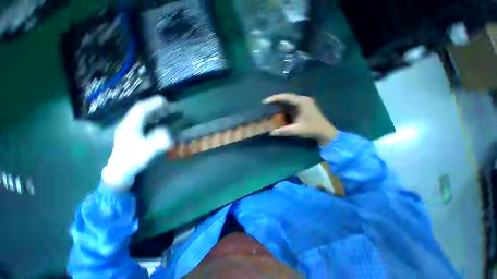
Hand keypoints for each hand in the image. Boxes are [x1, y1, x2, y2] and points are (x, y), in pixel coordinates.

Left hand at [101, 96, 173, 190]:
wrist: (120, 172)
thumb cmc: (132, 160)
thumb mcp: (146, 151)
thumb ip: (158, 141)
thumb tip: (168, 131)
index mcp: (129, 126)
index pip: (140, 109)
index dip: (152, 103)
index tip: (165, 100)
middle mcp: (129, 125)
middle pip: (142, 111)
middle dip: (156, 107)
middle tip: (170, 105)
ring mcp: (130, 130)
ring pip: (143, 117)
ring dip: (155, 112)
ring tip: (167, 111)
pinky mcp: (134, 135)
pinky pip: (145, 123)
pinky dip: (154, 120)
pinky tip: (161, 122)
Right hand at [263, 93, 337, 145]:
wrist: (325, 133)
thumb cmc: (313, 129)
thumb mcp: (297, 130)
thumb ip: (283, 131)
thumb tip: (271, 133)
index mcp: (302, 102)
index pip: (286, 97)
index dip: (274, 98)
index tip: (265, 102)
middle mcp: (303, 100)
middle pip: (286, 97)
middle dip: (275, 101)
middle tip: (265, 104)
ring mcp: (304, 104)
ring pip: (288, 102)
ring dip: (279, 104)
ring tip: (269, 107)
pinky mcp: (303, 108)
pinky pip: (291, 106)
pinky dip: (284, 109)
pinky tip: (278, 112)